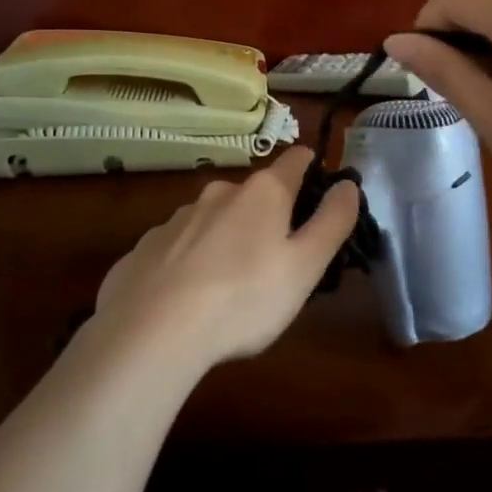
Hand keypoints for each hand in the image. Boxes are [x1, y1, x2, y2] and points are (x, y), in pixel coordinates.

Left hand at [90, 147, 360, 369]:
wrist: (151, 332)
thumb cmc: (244, 298)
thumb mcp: (305, 266)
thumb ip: (332, 221)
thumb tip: (347, 184)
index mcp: (262, 193)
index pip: (296, 160)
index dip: (312, 168)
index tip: (320, 188)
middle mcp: (218, 193)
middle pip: (254, 192)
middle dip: (268, 214)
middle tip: (276, 258)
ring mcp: (176, 218)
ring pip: (213, 218)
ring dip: (227, 237)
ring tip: (230, 283)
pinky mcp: (144, 247)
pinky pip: (177, 246)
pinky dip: (189, 261)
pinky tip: (187, 297)